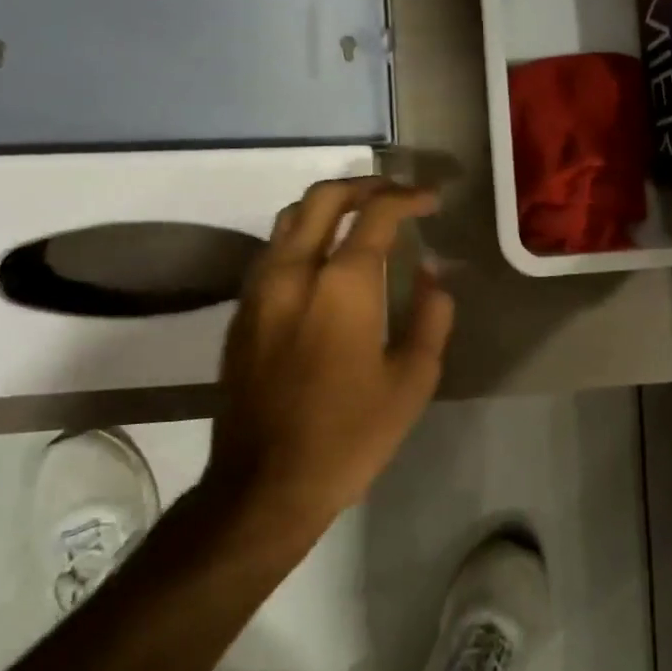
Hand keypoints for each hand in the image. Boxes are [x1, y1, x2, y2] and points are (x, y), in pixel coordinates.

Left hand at [206, 177, 454, 535]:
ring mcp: (258, 291)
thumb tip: (430, 276)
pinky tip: (325, 263)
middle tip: (395, 195)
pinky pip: (272, 252)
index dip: (407, 199)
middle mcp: (293, 273)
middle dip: (363, 186)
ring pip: (288, 220)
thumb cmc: (350, 436)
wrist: (265, 484)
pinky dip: (303, 237)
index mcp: (342, 287)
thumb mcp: (412, 381)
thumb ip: (430, 317)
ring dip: (328, 207)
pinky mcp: (240, 314)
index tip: (430, 202)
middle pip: (321, 199)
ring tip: (361, 219)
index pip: (375, 215)